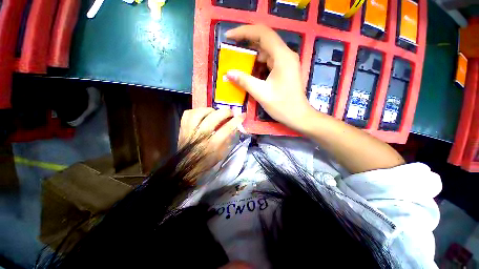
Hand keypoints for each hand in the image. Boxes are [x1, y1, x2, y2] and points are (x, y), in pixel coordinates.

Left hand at [178, 108, 243, 180]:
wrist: (186, 166)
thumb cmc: (206, 161)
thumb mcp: (221, 154)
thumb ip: (228, 140)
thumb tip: (234, 127)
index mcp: (212, 145)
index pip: (226, 129)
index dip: (236, 121)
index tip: (242, 116)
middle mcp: (201, 135)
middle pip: (214, 117)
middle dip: (226, 112)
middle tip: (230, 113)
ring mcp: (190, 130)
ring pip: (200, 112)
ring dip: (211, 110)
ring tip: (215, 113)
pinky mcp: (183, 127)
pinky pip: (189, 113)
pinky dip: (197, 111)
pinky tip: (202, 114)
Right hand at [225, 25, 314, 131]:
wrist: (298, 116)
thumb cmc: (282, 106)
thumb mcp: (261, 93)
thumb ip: (244, 81)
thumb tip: (228, 73)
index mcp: (282, 57)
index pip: (262, 34)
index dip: (244, 32)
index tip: (229, 36)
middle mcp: (285, 55)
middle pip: (264, 39)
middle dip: (246, 41)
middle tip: (231, 47)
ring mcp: (286, 62)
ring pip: (266, 50)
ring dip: (252, 53)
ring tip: (237, 58)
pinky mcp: (284, 69)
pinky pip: (269, 60)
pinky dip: (258, 62)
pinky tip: (249, 68)